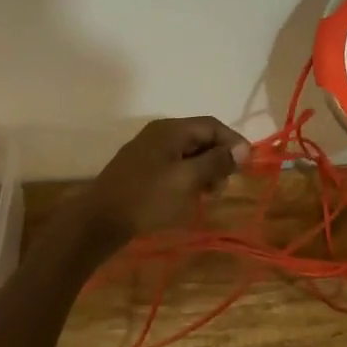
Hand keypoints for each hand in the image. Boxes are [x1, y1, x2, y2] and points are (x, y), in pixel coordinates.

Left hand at [73, 116, 249, 243]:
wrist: (98, 221)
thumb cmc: (146, 199)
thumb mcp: (187, 180)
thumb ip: (216, 162)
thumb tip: (243, 149)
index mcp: (170, 130)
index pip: (212, 125)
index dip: (233, 142)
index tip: (247, 166)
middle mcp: (159, 133)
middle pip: (200, 138)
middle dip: (218, 159)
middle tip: (222, 187)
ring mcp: (148, 150)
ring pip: (187, 153)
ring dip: (203, 171)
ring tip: (206, 196)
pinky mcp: (141, 168)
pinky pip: (173, 165)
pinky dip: (187, 177)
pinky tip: (187, 197)